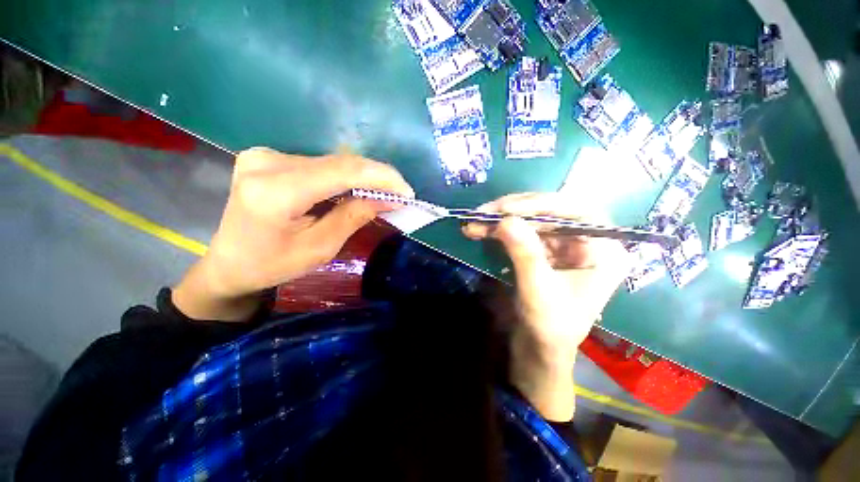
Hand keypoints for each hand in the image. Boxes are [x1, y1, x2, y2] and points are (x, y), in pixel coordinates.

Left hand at [173, 148, 412, 321]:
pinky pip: (320, 164)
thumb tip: (388, 198)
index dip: (381, 177)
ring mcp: (265, 155)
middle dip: (376, 177)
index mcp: (275, 192)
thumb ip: (354, 217)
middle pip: (339, 163)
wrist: (230, 263)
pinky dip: (344, 177)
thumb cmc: (273, 265)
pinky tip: (356, 190)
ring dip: (362, 177)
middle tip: (399, 193)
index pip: (342, 171)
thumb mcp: (320, 248)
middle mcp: (267, 162)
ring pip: (332, 162)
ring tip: (383, 193)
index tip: (407, 191)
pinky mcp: (269, 157)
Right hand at [463, 193, 631, 419]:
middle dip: (512, 212)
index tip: (505, 209)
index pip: (575, 212)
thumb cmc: (551, 327)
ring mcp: (562, 243)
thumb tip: (505, 220)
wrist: (540, 348)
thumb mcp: (538, 291)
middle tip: (482, 213)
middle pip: (549, 212)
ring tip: (473, 222)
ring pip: (530, 220)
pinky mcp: (543, 250)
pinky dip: (499, 231)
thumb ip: (525, 254)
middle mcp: (585, 240)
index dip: (539, 205)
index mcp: (603, 249)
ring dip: (500, 220)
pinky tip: (480, 231)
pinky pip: (521, 232)